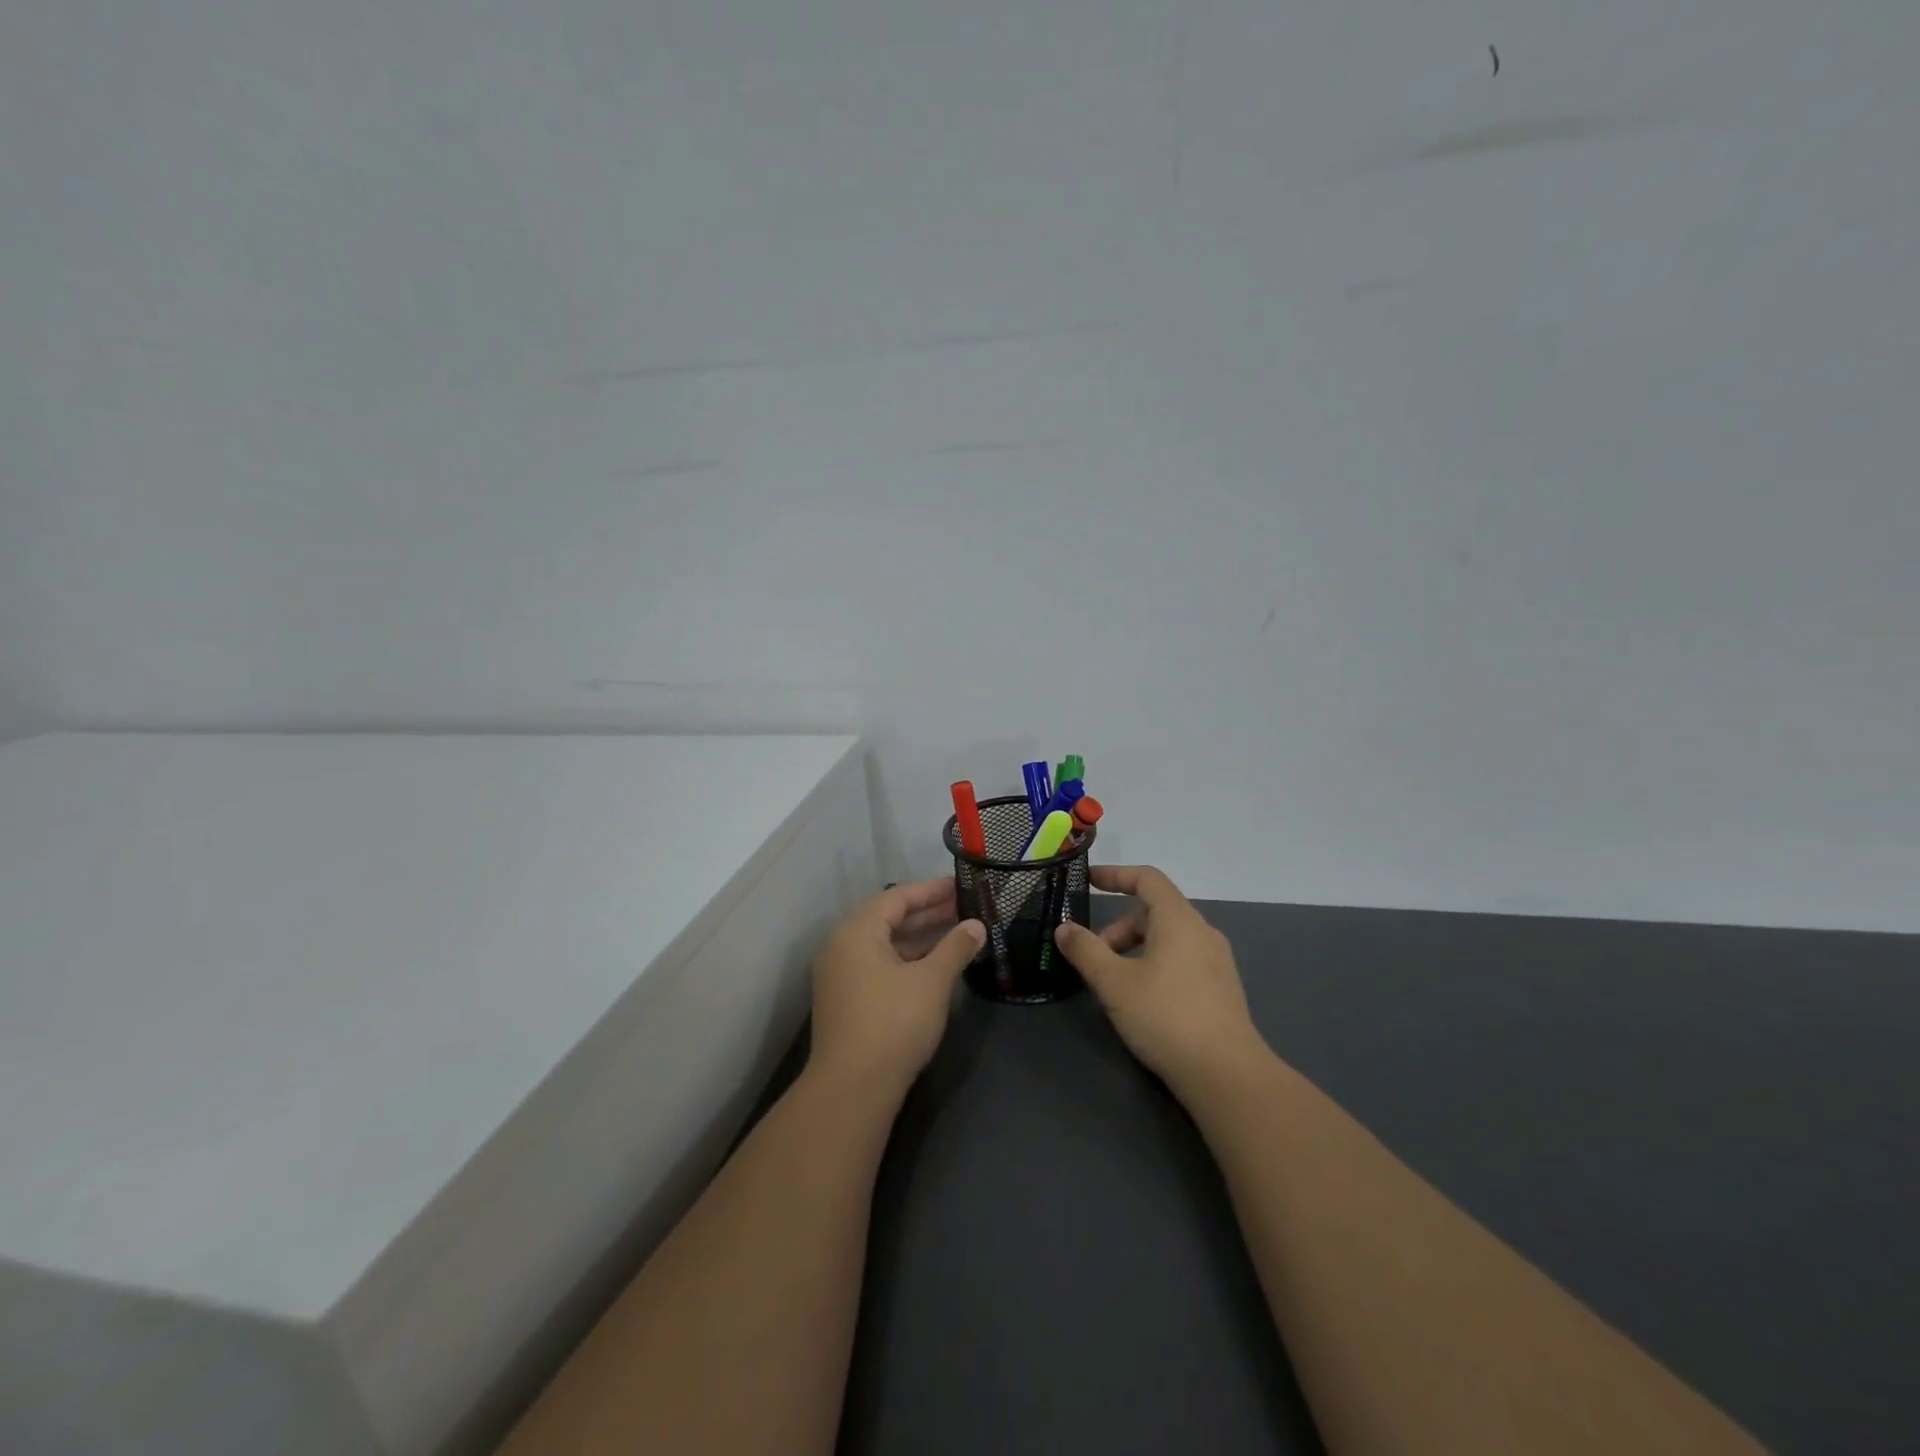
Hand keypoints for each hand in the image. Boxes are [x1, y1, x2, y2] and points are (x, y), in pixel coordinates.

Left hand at [808, 877, 984, 1098]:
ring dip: (918, 936)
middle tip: (963, 907)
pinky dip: (906, 958)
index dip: (931, 890)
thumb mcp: (932, 981)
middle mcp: (841, 945)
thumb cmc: (893, 1023)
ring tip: (956, 932)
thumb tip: (977, 926)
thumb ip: (955, 948)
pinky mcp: (845, 999)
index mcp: (857, 930)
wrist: (852, 1088)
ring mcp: (840, 974)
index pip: (897, 897)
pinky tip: (933, 964)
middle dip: (927, 912)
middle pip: (888, 917)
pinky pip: (878, 963)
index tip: (961, 886)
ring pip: (884, 943)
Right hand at [1054, 865, 1266, 1093]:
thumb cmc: (1165, 1017)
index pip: (1146, 878)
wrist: (1226, 1075)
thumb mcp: (1114, 983)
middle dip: (1119, 929)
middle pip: (1154, 912)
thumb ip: (1086, 950)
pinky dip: (1155, 965)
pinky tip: (1142, 1001)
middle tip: (1095, 958)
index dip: (1115, 875)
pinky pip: (1182, 960)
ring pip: (1167, 938)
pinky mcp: (1222, 989)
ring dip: (1135, 950)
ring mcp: (1217, 961)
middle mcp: (1202, 932)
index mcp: (1178, 919)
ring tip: (1115, 984)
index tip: (1088, 882)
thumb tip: (1064, 928)